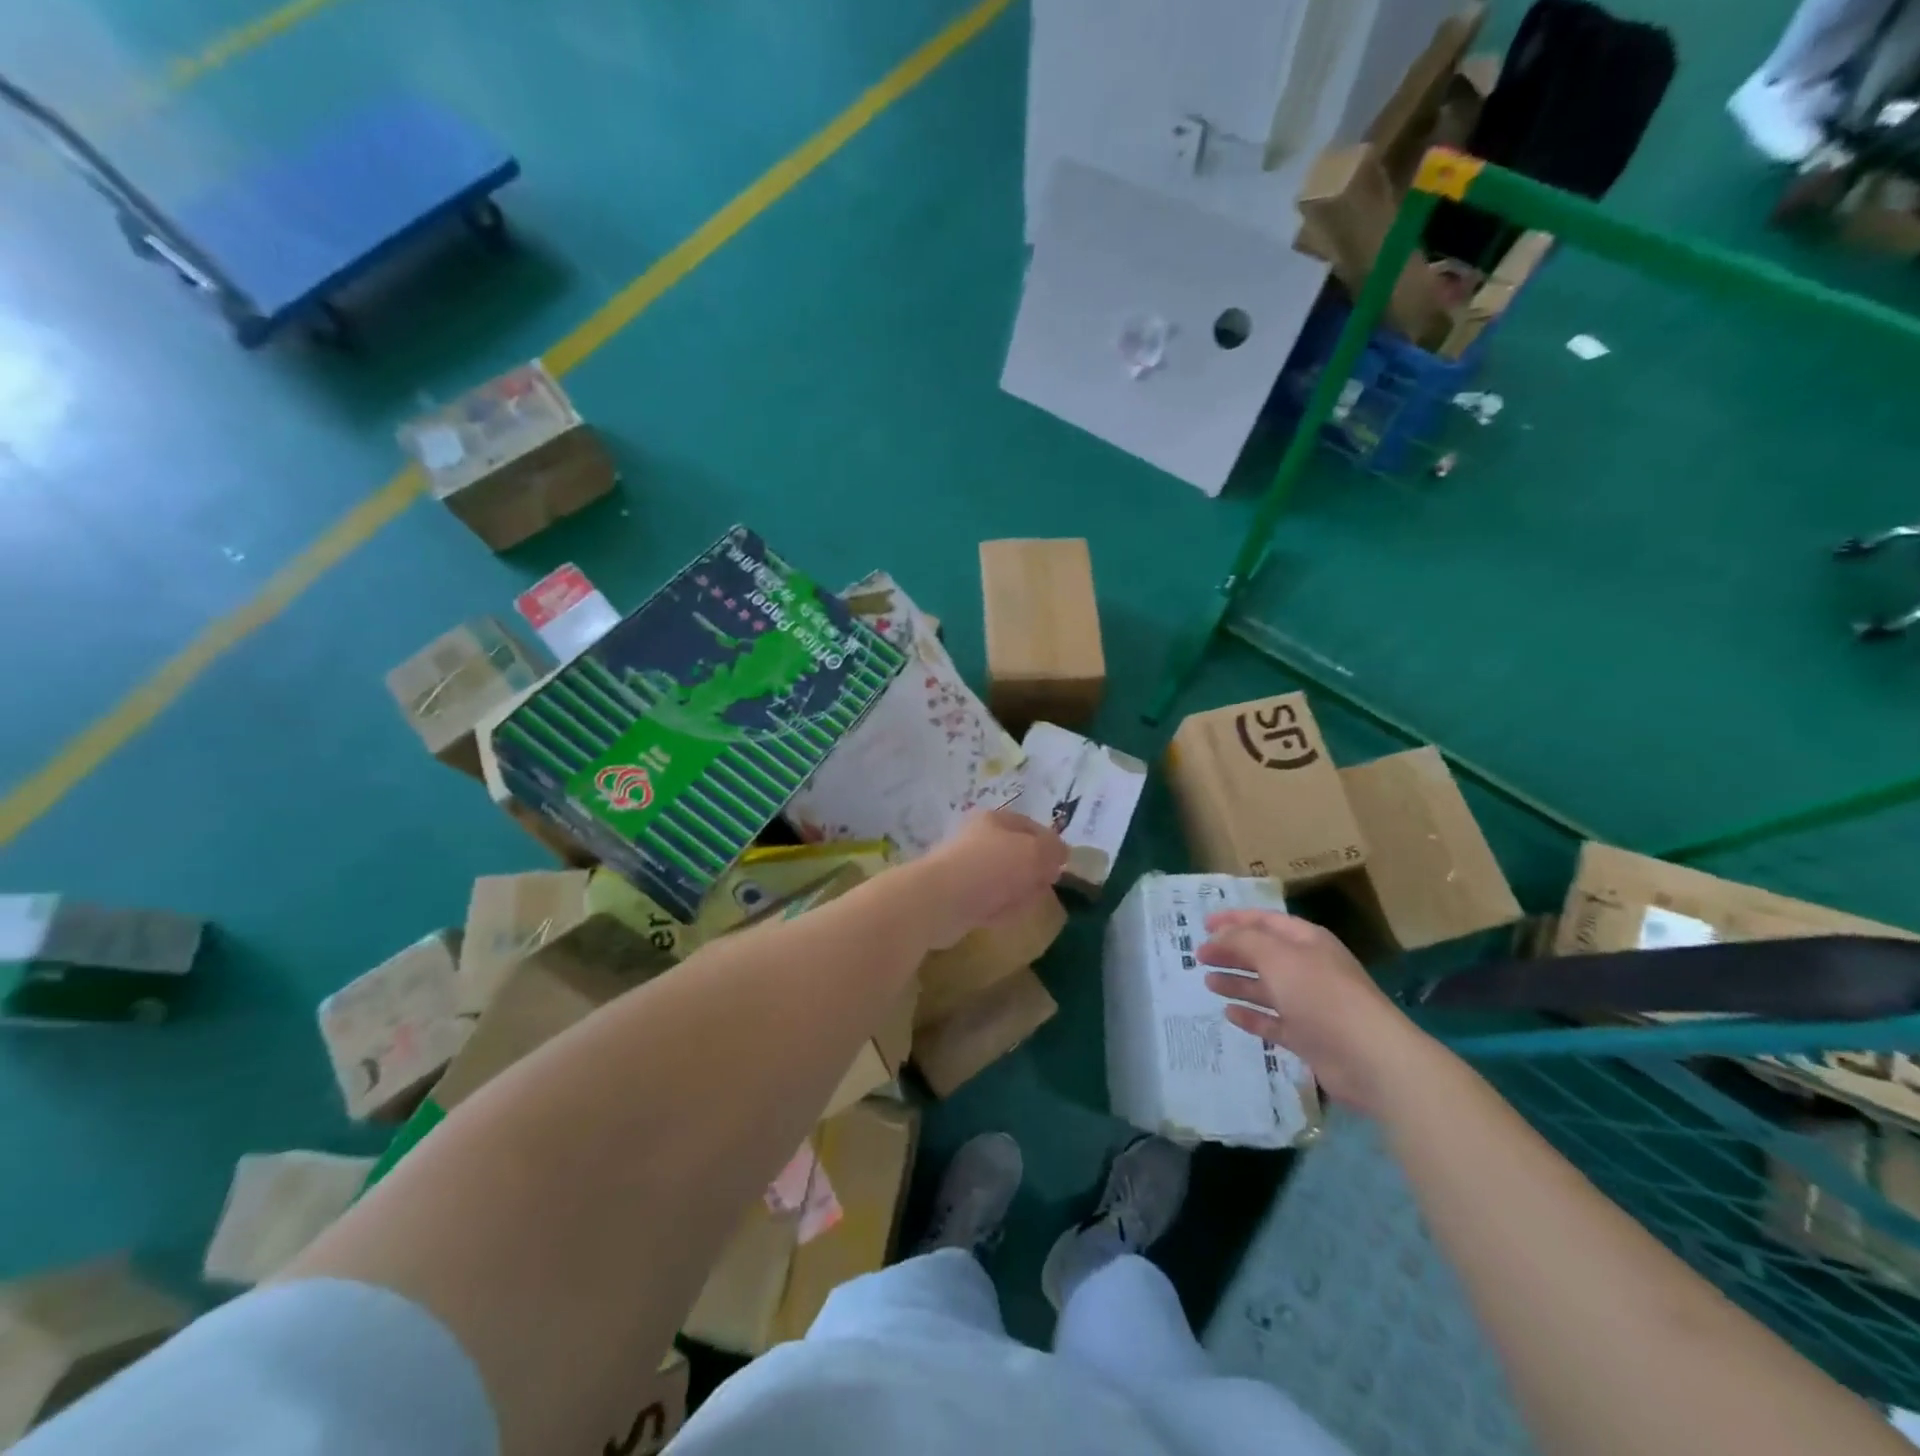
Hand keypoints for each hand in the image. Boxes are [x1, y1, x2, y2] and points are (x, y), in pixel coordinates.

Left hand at [911, 811, 1067, 950]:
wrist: (939, 901)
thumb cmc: (990, 867)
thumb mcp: (1034, 852)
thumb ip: (1053, 850)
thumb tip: (1061, 854)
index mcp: (994, 820)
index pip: (1031, 826)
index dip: (1050, 844)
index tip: (1062, 866)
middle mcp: (979, 840)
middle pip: (1019, 855)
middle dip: (1034, 873)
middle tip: (1042, 886)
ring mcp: (967, 869)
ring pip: (1006, 881)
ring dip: (1018, 894)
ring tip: (1019, 904)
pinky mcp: (959, 897)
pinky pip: (990, 902)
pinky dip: (998, 910)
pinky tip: (998, 916)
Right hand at [1197, 910, 1429, 1114]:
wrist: (1370, 1058)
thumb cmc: (1322, 996)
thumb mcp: (1277, 957)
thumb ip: (1243, 941)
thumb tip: (1218, 935)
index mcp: (1306, 942)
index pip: (1265, 921)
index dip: (1233, 920)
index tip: (1202, 925)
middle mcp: (1307, 968)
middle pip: (1262, 954)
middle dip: (1231, 952)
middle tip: (1199, 957)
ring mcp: (1308, 1004)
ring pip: (1265, 988)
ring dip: (1236, 982)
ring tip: (1207, 983)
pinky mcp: (1307, 1037)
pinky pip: (1272, 1021)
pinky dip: (1251, 1015)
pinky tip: (1229, 1013)